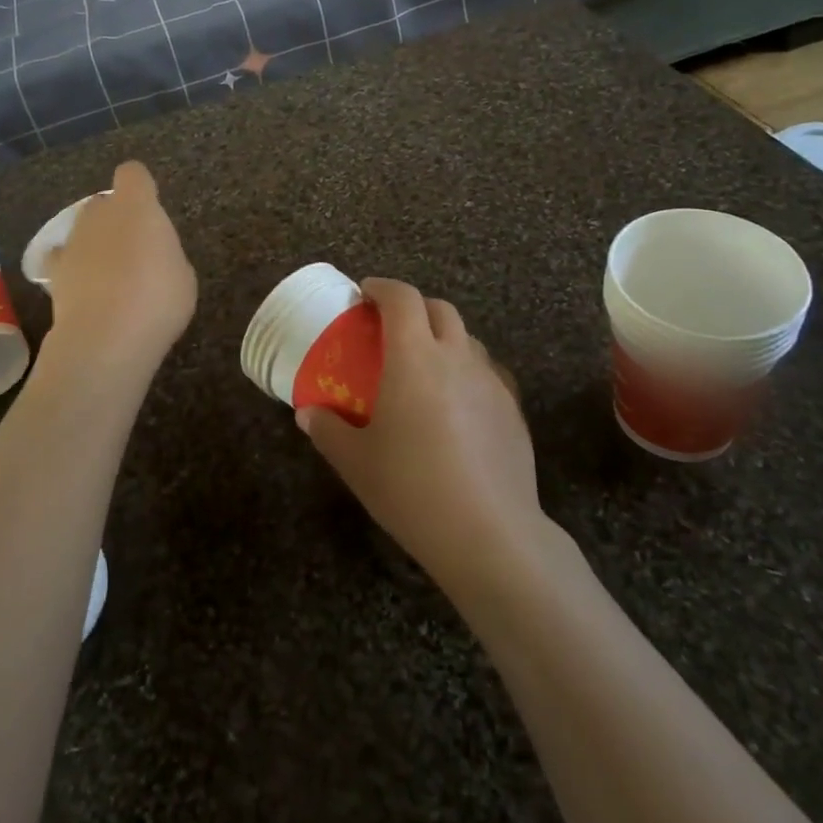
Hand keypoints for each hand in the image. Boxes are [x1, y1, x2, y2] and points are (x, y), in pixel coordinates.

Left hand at [46, 161, 197, 376]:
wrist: (106, 337)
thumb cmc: (157, 300)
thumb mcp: (183, 276)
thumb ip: (166, 255)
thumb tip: (154, 258)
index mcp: (137, 206)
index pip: (133, 174)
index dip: (141, 187)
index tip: (150, 207)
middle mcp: (100, 214)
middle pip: (105, 203)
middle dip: (116, 218)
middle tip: (135, 249)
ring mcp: (73, 241)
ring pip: (83, 229)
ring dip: (95, 243)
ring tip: (110, 275)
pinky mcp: (54, 271)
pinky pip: (61, 259)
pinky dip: (69, 267)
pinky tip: (81, 286)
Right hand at [299, 278, 541, 589]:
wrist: (490, 534)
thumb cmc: (411, 489)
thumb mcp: (355, 462)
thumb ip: (327, 430)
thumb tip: (308, 414)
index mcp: (415, 357)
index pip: (402, 298)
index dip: (382, 288)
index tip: (365, 295)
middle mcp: (456, 358)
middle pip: (439, 309)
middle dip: (413, 307)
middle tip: (390, 329)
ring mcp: (491, 383)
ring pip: (467, 339)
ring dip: (443, 338)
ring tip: (424, 366)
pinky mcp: (513, 411)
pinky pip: (487, 373)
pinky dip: (466, 371)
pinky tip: (456, 405)